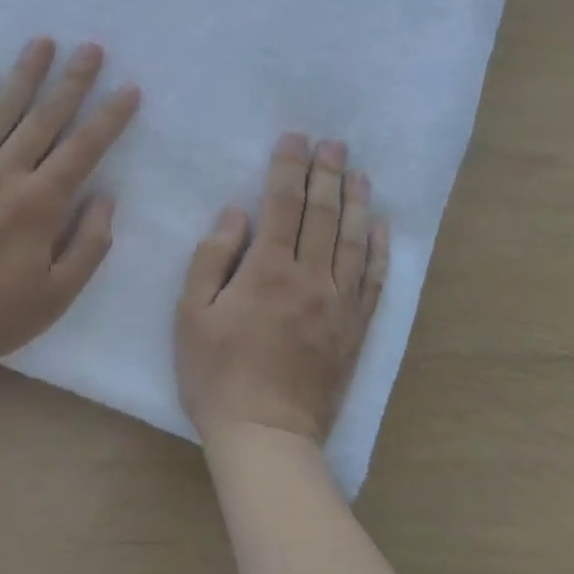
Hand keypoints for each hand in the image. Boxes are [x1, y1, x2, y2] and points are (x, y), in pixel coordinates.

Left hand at [0, 38, 140, 366]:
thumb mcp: (55, 296)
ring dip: (24, 75)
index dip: (110, 117)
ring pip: (0, 111)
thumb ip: (88, 245)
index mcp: (40, 204)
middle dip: (72, 81)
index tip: (128, 89)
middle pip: (45, 118)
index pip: (84, 148)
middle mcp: (4, 174)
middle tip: (91, 48)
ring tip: (43, 43)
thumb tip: (106, 197)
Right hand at [175, 133, 388, 444]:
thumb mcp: (192, 314)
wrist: (266, 435)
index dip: (288, 167)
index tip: (295, 138)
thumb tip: (237, 213)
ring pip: (353, 240)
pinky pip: (374, 280)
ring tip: (358, 172)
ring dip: (356, 201)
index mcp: (267, 270)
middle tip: (333, 142)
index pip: (283, 204)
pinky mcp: (355, 329)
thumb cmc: (217, 374)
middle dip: (327, 173)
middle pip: (323, 214)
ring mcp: (339, 304)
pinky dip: (380, 249)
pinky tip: (381, 226)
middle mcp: (311, 278)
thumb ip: (212, 257)